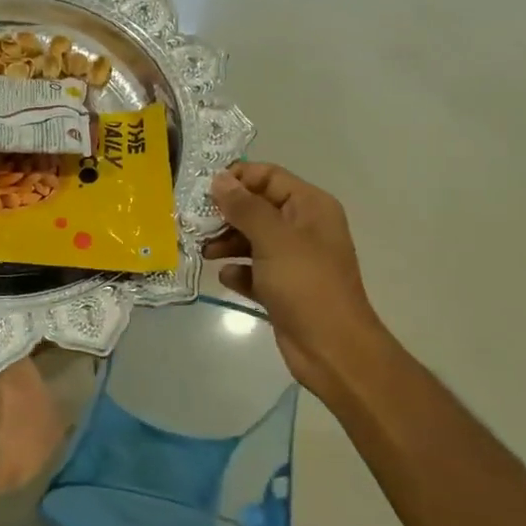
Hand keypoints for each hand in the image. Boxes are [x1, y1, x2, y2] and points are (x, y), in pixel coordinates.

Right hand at [204, 163, 385, 401]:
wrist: (331, 348)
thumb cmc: (306, 284)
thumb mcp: (273, 238)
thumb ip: (244, 207)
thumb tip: (219, 179)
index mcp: (310, 206)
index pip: (269, 176)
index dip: (237, 178)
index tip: (202, 190)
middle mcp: (302, 228)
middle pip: (257, 207)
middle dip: (226, 214)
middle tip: (194, 223)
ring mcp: (293, 260)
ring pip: (252, 239)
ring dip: (226, 242)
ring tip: (204, 252)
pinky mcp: (282, 288)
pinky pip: (253, 271)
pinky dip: (238, 271)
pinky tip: (227, 277)